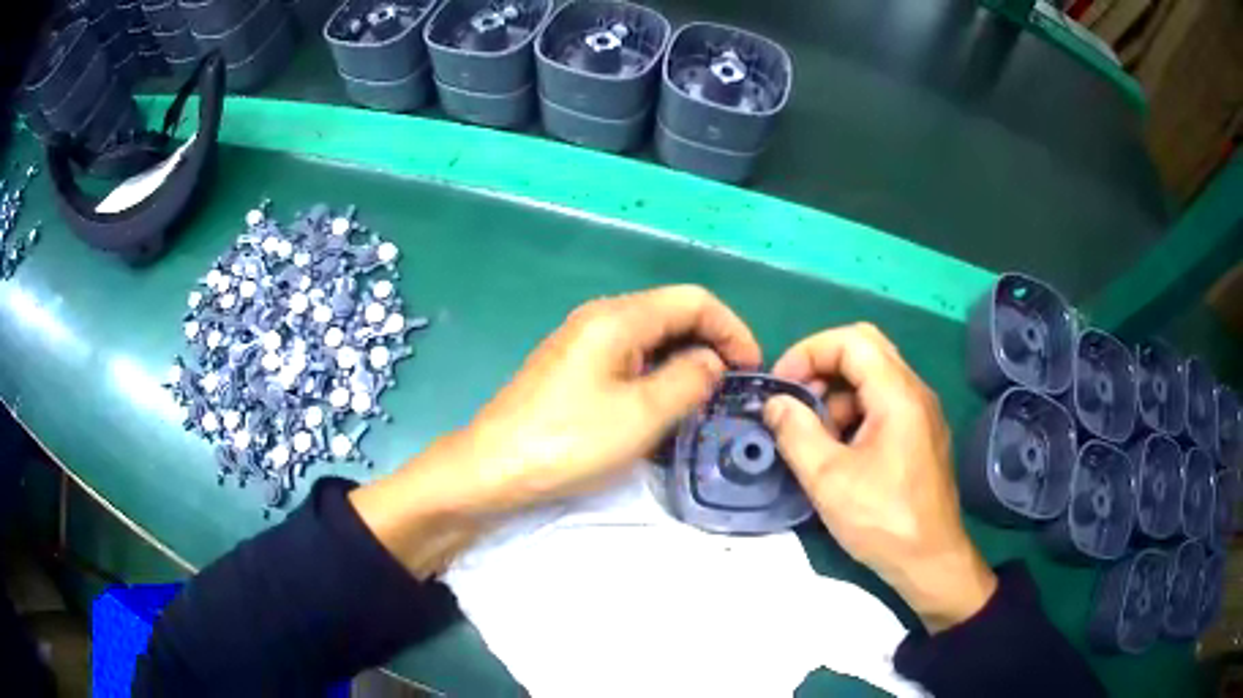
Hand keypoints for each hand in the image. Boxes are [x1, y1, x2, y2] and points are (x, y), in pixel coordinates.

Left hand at [456, 284, 761, 512]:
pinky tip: (662, 403)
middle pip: (672, 312)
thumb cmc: (569, 441)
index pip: (694, 301)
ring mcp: (582, 341)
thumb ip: (689, 379)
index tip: (752, 368)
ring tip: (705, 399)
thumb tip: (711, 361)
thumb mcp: (643, 414)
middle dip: (711, 342)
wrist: (492, 468)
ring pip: (651, 336)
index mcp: (618, 317)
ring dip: (685, 359)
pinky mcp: (572, 366)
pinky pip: (628, 356)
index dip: (731, 328)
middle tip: (732, 387)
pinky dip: (657, 371)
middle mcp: (600, 317)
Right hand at [763, 323, 995, 631]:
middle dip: (822, 367)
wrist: (930, 561)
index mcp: (898, 394)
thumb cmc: (882, 520)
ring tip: (813, 437)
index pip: (851, 340)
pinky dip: (854, 414)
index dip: (809, 352)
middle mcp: (915, 392)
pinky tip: (838, 453)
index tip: (781, 385)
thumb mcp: (829, 479)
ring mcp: (921, 414)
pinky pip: (883, 404)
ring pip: (873, 378)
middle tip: (795, 400)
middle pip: (865, 350)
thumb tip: (775, 403)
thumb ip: (796, 433)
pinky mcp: (921, 435)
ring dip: (837, 395)